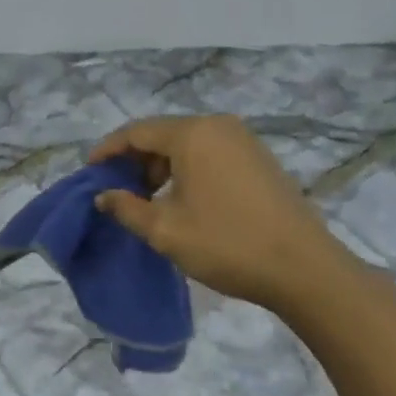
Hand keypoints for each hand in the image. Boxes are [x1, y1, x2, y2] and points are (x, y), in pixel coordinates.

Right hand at [88, 114, 356, 311]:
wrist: (305, 269)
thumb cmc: (227, 244)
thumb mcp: (166, 230)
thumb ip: (127, 208)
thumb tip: (104, 196)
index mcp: (192, 134)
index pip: (136, 131)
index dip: (108, 150)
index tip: (90, 172)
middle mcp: (218, 126)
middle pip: (162, 134)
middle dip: (135, 160)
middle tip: (118, 190)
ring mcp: (243, 140)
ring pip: (187, 144)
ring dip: (162, 167)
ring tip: (148, 199)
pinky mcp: (260, 159)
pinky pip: (210, 153)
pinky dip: (188, 170)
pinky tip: (183, 199)